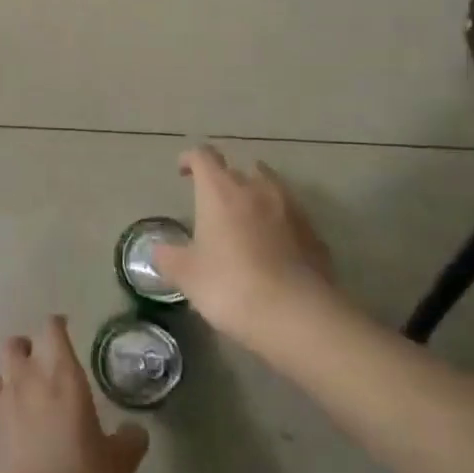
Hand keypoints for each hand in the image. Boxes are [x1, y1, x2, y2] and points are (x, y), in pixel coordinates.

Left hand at [0, 316, 149, 472]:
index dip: (57, 326)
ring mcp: (1, 409)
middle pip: (14, 345)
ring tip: (23, 394)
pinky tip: (12, 431)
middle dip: (26, 347)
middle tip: (42, 362)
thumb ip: (128, 441)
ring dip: (7, 377)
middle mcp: (27, 382)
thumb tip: (134, 432)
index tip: (64, 328)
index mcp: (62, 376)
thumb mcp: (120, 464)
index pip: (52, 331)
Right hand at [151, 145, 342, 349]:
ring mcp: (291, 208)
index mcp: (221, 191)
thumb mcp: (188, 276)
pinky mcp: (314, 232)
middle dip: (225, 180)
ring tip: (245, 221)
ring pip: (270, 187)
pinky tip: (273, 248)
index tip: (183, 171)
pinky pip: (290, 216)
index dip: (191, 159)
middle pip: (239, 168)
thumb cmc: (232, 286)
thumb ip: (169, 258)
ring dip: (255, 196)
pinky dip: (279, 222)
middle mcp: (257, 188)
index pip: (203, 157)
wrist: (299, 315)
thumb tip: (159, 250)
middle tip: (214, 204)